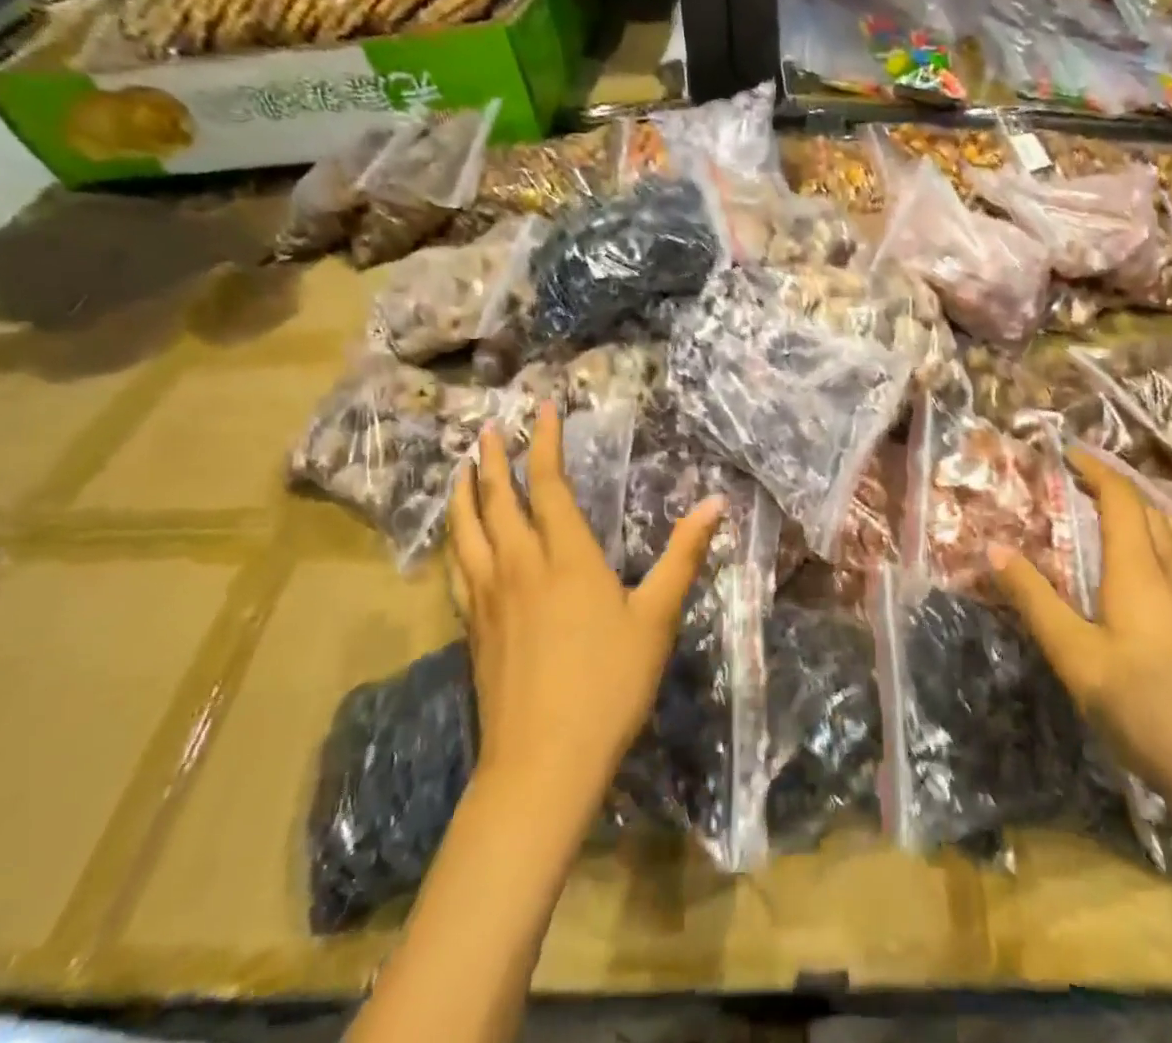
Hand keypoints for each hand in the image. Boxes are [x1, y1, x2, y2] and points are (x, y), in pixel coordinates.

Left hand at [449, 403, 724, 806]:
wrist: (543, 762)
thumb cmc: (609, 683)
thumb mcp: (657, 617)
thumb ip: (683, 555)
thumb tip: (716, 502)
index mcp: (566, 557)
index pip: (550, 485)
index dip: (545, 443)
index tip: (542, 409)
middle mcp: (520, 566)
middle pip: (498, 501)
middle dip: (495, 459)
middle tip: (489, 428)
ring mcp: (490, 598)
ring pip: (467, 532)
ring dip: (464, 494)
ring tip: (462, 469)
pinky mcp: (474, 629)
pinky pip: (458, 570)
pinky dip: (455, 542)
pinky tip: (456, 543)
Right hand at [988, 447, 1171, 812]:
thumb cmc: (1146, 709)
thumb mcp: (1076, 656)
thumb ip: (1035, 600)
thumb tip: (995, 548)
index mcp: (1139, 571)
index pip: (1122, 500)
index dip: (1096, 470)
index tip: (1067, 454)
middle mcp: (1170, 575)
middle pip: (1150, 511)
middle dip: (1115, 487)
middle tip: (1076, 482)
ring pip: (1170, 536)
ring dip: (1138, 512)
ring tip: (1104, 514)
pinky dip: (1151, 541)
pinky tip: (1135, 571)